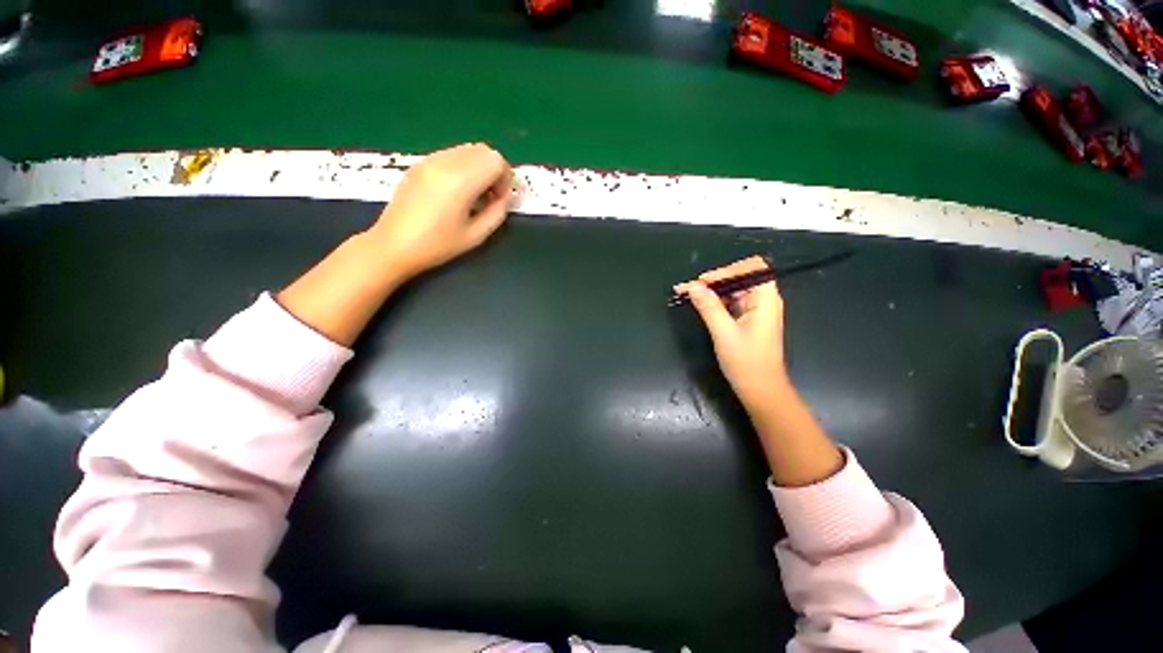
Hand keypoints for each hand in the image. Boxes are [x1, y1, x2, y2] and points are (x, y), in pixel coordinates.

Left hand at [368, 143, 515, 283]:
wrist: (393, 245)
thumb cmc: (437, 246)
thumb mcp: (476, 236)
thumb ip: (498, 212)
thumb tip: (508, 197)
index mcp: (461, 181)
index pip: (495, 161)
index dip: (505, 179)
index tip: (500, 200)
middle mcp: (445, 162)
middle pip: (483, 150)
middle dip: (494, 171)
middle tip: (491, 197)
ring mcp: (430, 160)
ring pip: (467, 150)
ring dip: (479, 168)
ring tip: (474, 195)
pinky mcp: (420, 163)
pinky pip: (451, 154)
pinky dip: (463, 167)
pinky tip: (457, 191)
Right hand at [674, 256, 788, 411]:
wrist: (761, 391)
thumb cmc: (746, 363)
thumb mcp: (723, 333)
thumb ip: (708, 307)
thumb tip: (693, 286)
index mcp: (765, 300)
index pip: (753, 268)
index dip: (728, 270)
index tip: (704, 281)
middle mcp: (764, 301)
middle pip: (741, 277)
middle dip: (715, 280)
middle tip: (689, 288)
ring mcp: (757, 311)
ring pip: (734, 290)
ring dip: (712, 291)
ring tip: (689, 294)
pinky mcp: (748, 320)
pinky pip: (732, 303)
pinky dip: (715, 302)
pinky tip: (700, 304)